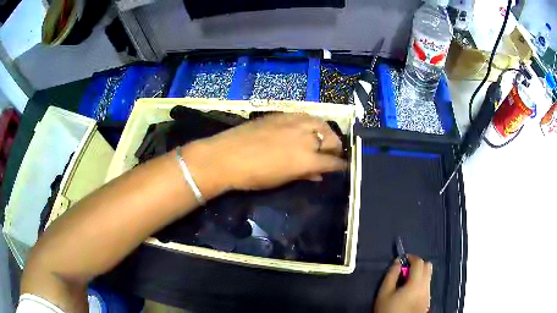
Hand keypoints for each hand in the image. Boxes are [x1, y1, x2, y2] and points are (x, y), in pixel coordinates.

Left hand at [182, 113, 346, 197]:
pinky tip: (305, 128)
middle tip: (330, 154)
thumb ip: (305, 174)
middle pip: (332, 139)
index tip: (342, 166)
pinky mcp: (283, 114)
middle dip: (335, 148)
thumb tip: (319, 174)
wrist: (226, 156)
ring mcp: (295, 122)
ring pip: (321, 124)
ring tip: (321, 139)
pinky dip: (310, 123)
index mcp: (307, 159)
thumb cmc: (254, 176)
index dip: (340, 165)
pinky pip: (305, 116)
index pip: (333, 161)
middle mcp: (306, 137)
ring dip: (325, 133)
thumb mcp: (282, 179)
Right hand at [374, 255, 432, 312]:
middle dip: (417, 264)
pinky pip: (427, 286)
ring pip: (428, 276)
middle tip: (405, 270)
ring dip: (419, 274)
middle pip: (428, 266)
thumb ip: (391, 275)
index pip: (419, 262)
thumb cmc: (389, 310)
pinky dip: (420, 283)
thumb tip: (397, 262)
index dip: (411, 257)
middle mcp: (426, 286)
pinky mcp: (427, 301)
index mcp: (416, 283)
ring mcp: (428, 294)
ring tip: (405, 283)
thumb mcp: (384, 293)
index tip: (402, 260)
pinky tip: (409, 292)